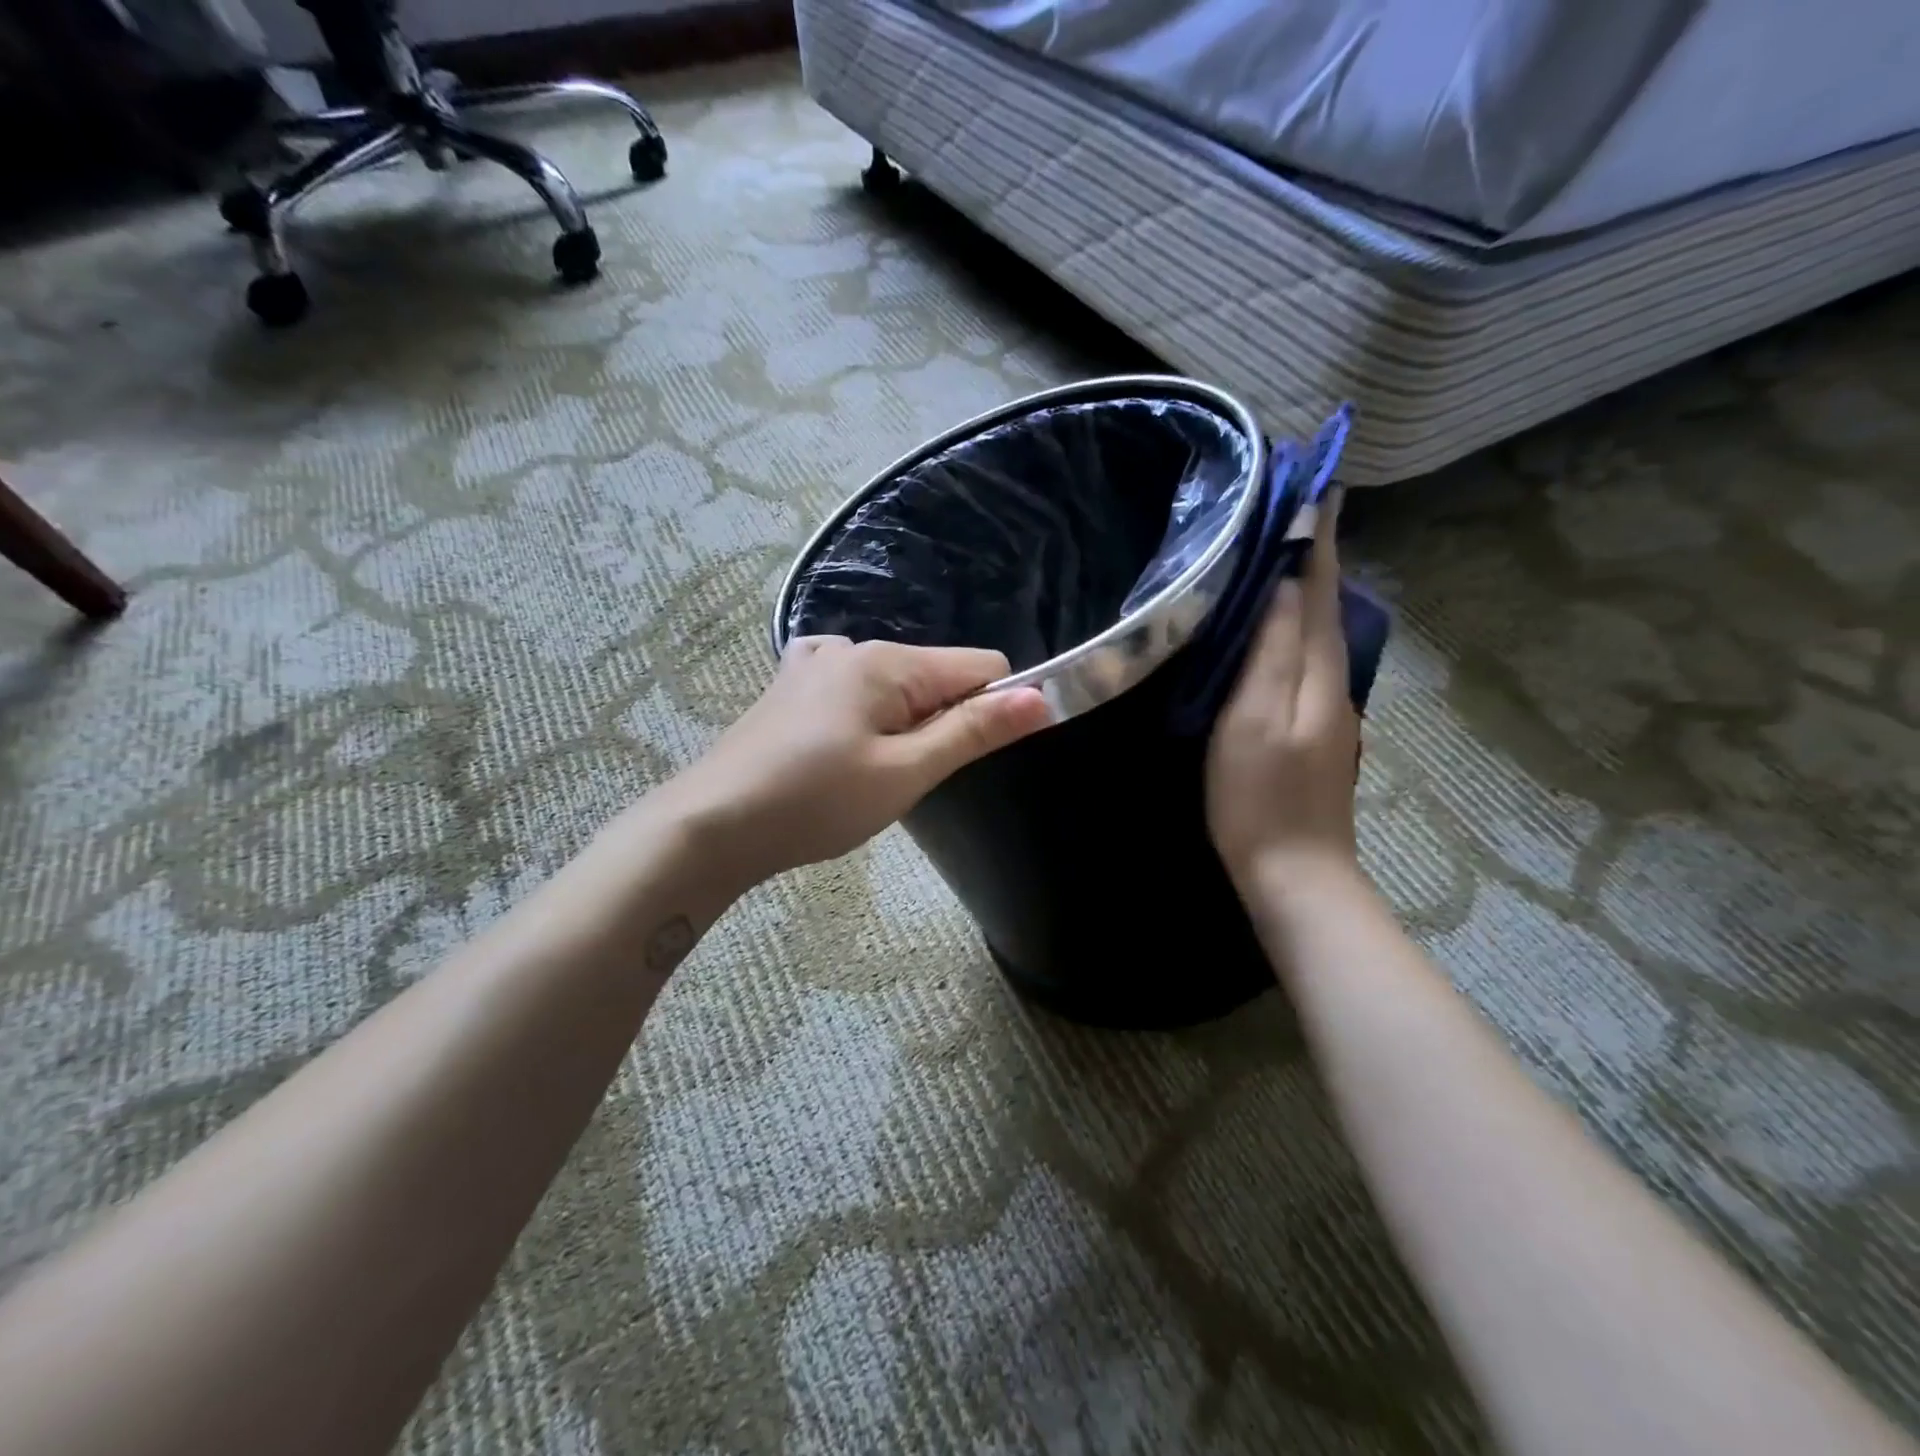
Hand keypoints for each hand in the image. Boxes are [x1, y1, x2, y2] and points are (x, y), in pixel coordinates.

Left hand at [662, 637, 1052, 887]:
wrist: (711, 825)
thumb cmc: (815, 802)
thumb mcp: (905, 772)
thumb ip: (973, 732)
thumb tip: (1042, 698)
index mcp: (887, 661)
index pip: (982, 667)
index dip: (996, 709)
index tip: (972, 759)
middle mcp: (852, 646)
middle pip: (936, 675)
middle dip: (942, 723)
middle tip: (906, 778)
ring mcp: (814, 662)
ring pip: (896, 687)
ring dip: (902, 727)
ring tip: (866, 775)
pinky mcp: (791, 685)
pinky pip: (854, 690)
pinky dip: (865, 718)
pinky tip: (838, 752)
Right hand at [1206, 490, 1361, 892]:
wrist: (1294, 871)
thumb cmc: (1259, 796)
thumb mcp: (1253, 719)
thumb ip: (1270, 651)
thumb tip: (1282, 584)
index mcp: (1316, 671)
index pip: (1318, 587)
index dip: (1316, 538)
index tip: (1318, 485)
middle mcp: (1331, 680)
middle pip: (1322, 604)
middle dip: (1311, 555)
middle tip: (1290, 511)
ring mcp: (1326, 708)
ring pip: (1314, 632)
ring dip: (1302, 589)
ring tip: (1278, 556)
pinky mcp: (1314, 730)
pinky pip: (1304, 661)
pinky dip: (1293, 629)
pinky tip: (1273, 629)